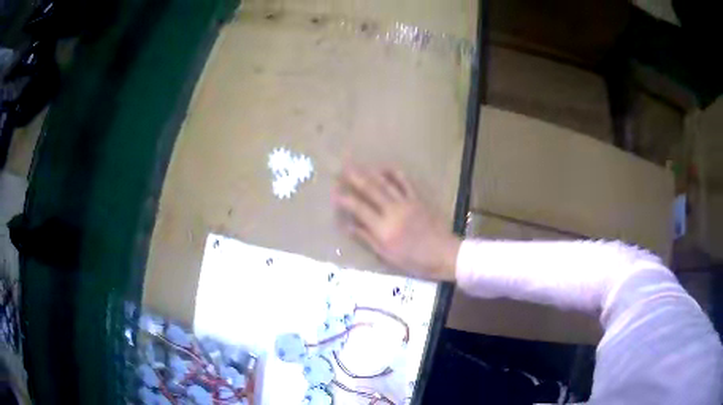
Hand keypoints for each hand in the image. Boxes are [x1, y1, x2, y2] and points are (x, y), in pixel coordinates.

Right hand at [332, 164, 460, 280]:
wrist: (444, 254)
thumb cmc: (415, 260)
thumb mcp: (387, 256)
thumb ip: (367, 238)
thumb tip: (348, 226)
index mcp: (384, 228)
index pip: (359, 209)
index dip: (344, 200)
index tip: (334, 192)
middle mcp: (393, 211)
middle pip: (370, 190)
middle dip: (354, 178)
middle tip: (341, 167)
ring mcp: (406, 203)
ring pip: (385, 183)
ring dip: (369, 172)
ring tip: (357, 164)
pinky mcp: (418, 199)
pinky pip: (405, 182)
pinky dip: (394, 173)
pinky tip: (384, 167)